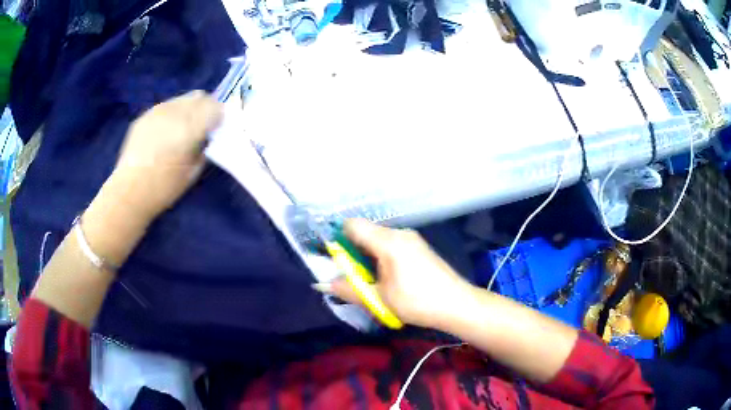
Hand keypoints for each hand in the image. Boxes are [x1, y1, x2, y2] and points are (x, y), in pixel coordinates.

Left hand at [109, 90, 222, 220]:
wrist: (129, 193)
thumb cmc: (163, 189)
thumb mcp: (193, 171)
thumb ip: (204, 147)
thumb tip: (208, 135)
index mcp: (189, 128)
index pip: (215, 107)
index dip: (219, 117)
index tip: (216, 129)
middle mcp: (174, 113)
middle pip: (200, 97)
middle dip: (205, 109)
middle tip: (202, 127)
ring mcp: (157, 111)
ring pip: (182, 98)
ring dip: (188, 109)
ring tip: (182, 128)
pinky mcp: (144, 115)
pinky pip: (166, 106)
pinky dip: (172, 114)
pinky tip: (165, 132)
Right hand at [325, 219, 471, 328]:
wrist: (456, 304)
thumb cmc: (416, 301)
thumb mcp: (379, 299)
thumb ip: (348, 289)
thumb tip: (322, 284)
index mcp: (388, 241)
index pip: (353, 225)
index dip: (338, 238)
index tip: (336, 259)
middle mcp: (399, 233)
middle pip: (366, 232)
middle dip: (353, 251)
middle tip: (354, 276)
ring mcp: (411, 239)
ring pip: (379, 239)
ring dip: (368, 256)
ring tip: (372, 281)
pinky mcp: (419, 247)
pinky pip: (392, 244)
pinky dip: (382, 256)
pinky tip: (389, 278)